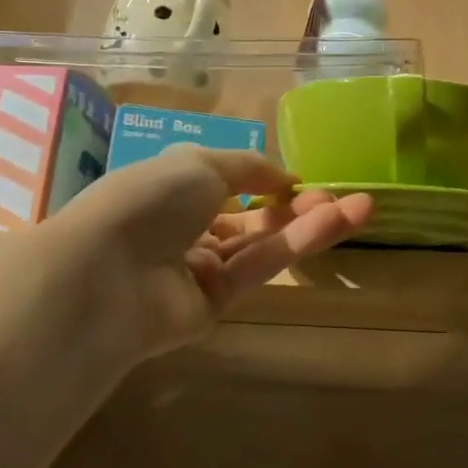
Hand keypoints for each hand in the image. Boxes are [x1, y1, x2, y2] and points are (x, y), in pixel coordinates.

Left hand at [50, 146, 373, 361]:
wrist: (105, 275)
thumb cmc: (149, 200)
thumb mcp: (201, 162)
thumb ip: (249, 167)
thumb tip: (286, 176)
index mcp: (173, 188)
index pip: (227, 183)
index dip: (266, 181)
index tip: (303, 180)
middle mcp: (186, 228)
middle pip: (252, 217)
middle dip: (297, 205)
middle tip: (342, 195)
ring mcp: (201, 269)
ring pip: (263, 243)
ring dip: (310, 224)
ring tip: (362, 207)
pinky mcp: (216, 304)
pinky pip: (260, 267)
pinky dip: (298, 244)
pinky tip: (336, 222)